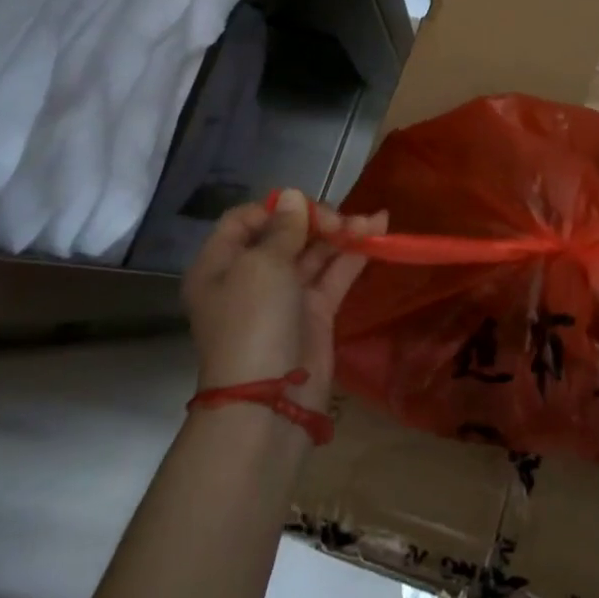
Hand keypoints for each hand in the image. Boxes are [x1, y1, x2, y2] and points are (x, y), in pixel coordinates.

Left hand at [182, 189, 387, 412]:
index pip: (245, 220)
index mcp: (220, 264)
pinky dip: (354, 255)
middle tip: (341, 221)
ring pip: (314, 253)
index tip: (304, 208)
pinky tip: (378, 234)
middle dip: (316, 220)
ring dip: (342, 234)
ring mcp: (284, 296)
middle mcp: (250, 277)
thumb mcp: (262, 265)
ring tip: (374, 222)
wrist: (269, 400)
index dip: (276, 208)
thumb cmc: (254, 322)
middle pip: (285, 234)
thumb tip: (292, 197)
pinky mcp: (314, 313)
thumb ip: (283, 228)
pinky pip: (334, 275)